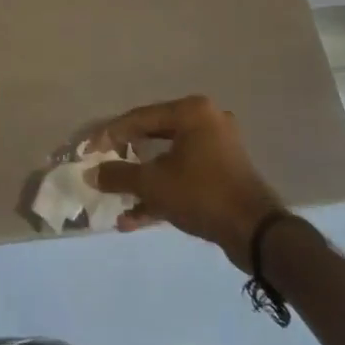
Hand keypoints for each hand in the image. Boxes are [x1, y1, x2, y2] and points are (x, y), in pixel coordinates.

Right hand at [91, 95, 286, 270]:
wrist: (257, 233)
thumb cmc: (202, 194)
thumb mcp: (153, 184)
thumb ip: (119, 175)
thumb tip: (91, 173)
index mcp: (191, 112)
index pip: (139, 117)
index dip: (109, 135)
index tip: (88, 152)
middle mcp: (206, 122)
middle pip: (154, 136)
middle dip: (126, 159)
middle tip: (103, 169)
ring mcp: (218, 148)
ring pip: (168, 160)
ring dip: (143, 182)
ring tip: (117, 201)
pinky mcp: (223, 173)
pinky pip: (185, 176)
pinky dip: (163, 192)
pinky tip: (136, 218)